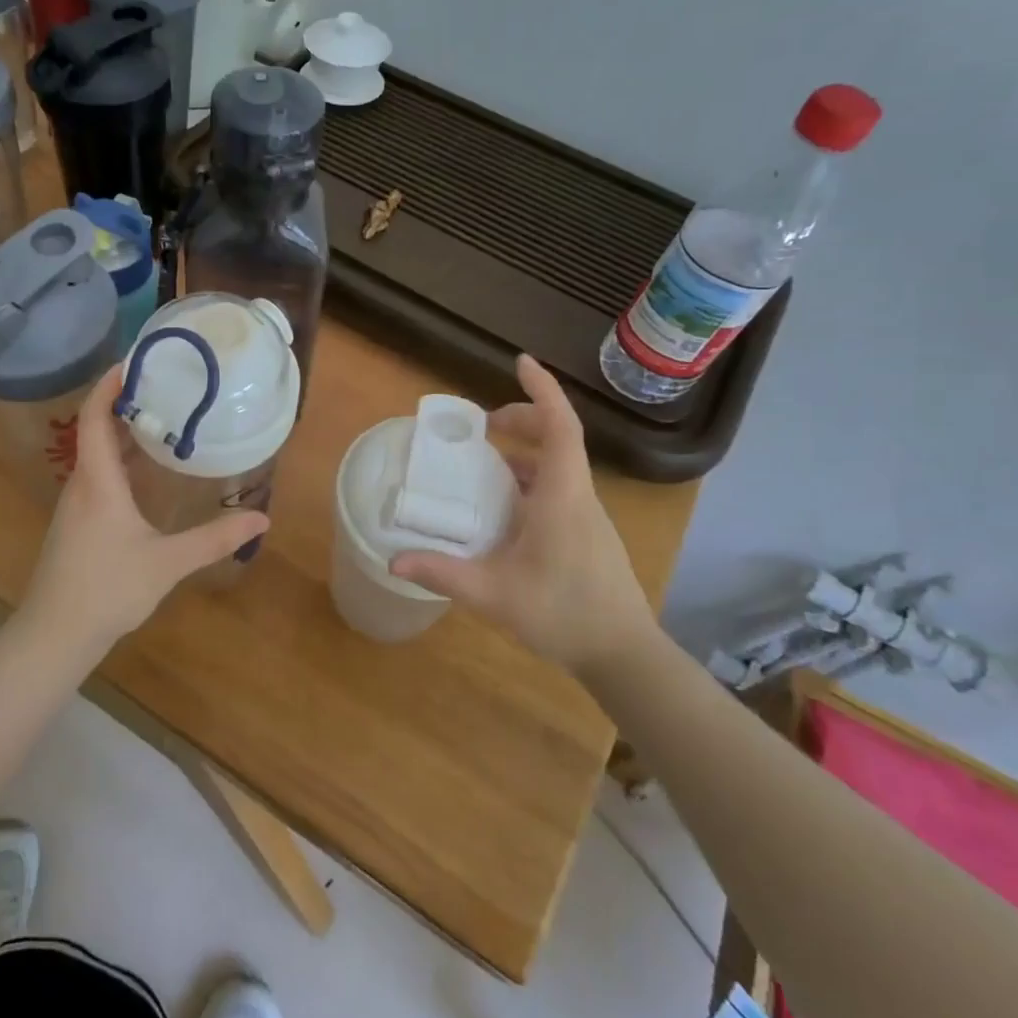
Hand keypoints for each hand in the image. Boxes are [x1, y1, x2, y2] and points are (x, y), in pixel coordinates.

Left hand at [18, 365, 270, 653]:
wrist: (54, 635)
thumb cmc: (107, 589)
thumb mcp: (167, 562)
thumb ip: (214, 539)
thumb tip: (262, 520)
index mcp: (97, 481)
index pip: (94, 417)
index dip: (108, 385)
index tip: (135, 360)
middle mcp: (81, 484)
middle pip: (94, 429)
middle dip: (124, 404)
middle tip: (165, 386)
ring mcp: (74, 506)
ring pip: (95, 455)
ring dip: (122, 433)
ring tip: (162, 421)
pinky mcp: (76, 525)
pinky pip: (97, 476)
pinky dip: (120, 461)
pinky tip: (146, 474)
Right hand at [390, 355, 658, 671]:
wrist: (624, 655)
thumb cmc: (564, 614)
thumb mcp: (494, 594)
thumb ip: (443, 573)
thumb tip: (394, 558)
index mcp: (562, 495)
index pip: (559, 426)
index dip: (542, 390)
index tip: (521, 362)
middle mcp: (578, 496)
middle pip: (558, 439)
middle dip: (524, 418)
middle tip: (484, 425)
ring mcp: (586, 516)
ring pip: (559, 465)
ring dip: (526, 451)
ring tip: (486, 461)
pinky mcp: (586, 535)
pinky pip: (558, 489)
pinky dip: (530, 479)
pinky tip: (504, 507)